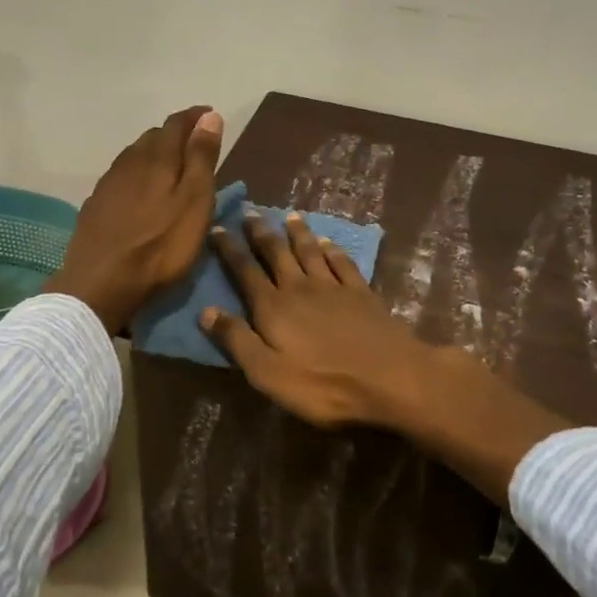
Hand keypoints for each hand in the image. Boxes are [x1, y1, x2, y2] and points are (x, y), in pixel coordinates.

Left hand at [47, 107, 224, 334]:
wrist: (101, 282)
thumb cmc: (160, 245)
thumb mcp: (195, 202)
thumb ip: (201, 159)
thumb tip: (210, 117)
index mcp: (157, 157)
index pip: (177, 124)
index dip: (195, 117)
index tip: (210, 115)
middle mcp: (129, 161)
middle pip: (154, 137)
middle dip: (175, 134)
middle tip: (193, 144)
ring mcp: (108, 183)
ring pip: (135, 156)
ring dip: (154, 153)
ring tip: (170, 165)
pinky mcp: (96, 204)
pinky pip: (121, 176)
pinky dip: (137, 174)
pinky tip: (140, 190)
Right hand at [199, 212, 440, 430]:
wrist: (390, 378)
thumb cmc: (323, 385)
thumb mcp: (268, 374)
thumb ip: (238, 341)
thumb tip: (206, 311)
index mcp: (273, 309)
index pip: (245, 272)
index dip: (230, 250)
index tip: (217, 228)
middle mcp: (300, 289)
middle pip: (277, 254)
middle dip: (261, 233)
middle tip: (250, 211)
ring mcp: (334, 288)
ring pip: (310, 252)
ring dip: (298, 233)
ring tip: (289, 216)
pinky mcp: (362, 294)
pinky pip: (342, 263)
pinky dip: (333, 250)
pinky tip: (329, 242)